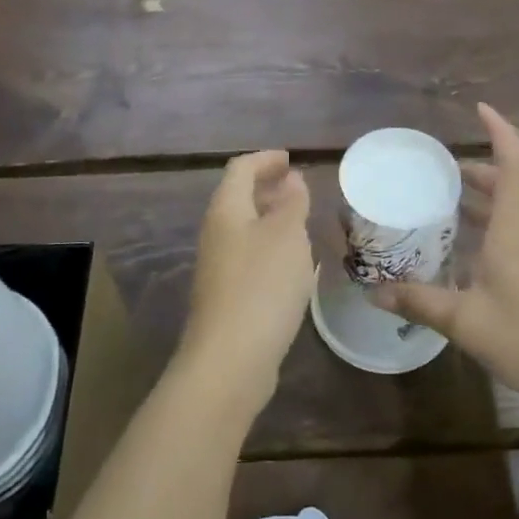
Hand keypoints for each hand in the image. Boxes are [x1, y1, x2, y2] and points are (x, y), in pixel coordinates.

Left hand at [177, 151, 313, 419]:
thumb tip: (290, 179)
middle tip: (298, 187)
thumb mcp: (287, 236)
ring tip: (301, 221)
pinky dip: (270, 247)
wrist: (230, 359)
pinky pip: (249, 256)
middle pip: (238, 198)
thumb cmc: (262, 286)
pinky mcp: (227, 296)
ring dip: (270, 218)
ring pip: (244, 228)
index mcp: (226, 210)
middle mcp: (216, 234)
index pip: (240, 169)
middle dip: (267, 187)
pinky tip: (292, 263)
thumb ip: (291, 203)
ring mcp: (218, 267)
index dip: (265, 160)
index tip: (290, 159)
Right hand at [381, 104, 518, 423]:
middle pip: (510, 186)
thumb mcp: (465, 322)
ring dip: (482, 203)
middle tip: (440, 171)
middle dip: (478, 171)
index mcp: (515, 230)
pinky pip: (515, 239)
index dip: (500, 132)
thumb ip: (419, 302)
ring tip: (445, 206)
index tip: (480, 110)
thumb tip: (375, 291)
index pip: (514, 165)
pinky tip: (464, 257)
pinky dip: (489, 232)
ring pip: (512, 215)